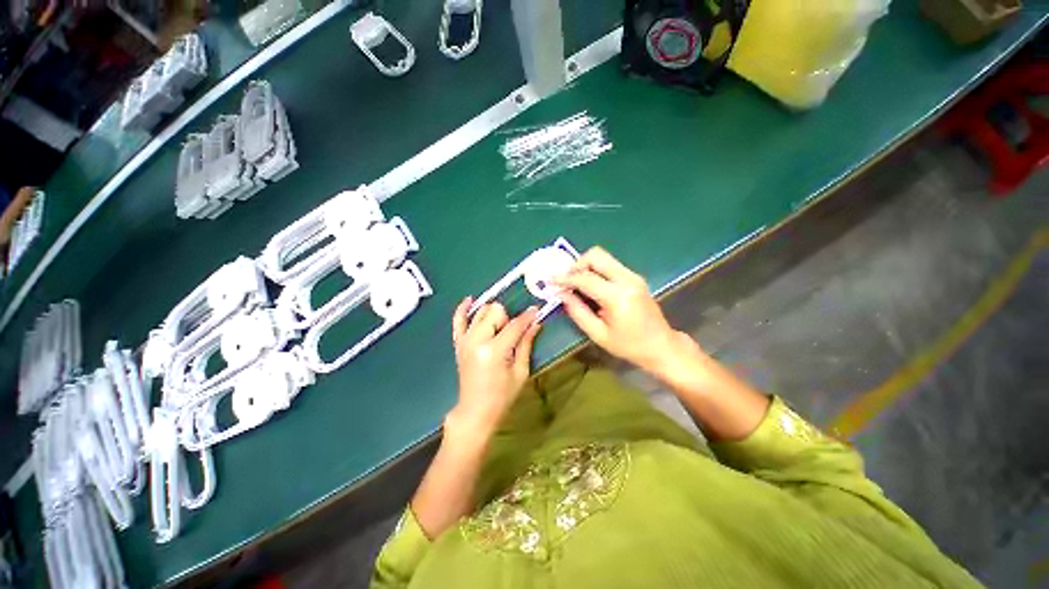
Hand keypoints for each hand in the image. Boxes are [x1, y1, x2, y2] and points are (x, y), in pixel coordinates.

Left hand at [449, 298, 541, 438]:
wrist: (475, 411)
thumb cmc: (502, 396)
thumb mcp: (520, 372)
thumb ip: (526, 344)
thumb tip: (535, 323)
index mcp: (494, 351)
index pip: (514, 325)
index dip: (527, 317)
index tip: (536, 310)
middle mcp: (476, 340)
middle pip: (495, 311)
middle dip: (507, 318)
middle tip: (512, 335)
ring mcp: (465, 340)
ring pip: (481, 311)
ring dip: (493, 315)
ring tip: (499, 330)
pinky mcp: (458, 343)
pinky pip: (458, 319)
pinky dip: (463, 309)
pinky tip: (470, 300)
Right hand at [554, 247, 679, 373]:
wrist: (662, 346)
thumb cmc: (629, 345)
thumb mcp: (598, 334)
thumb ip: (577, 312)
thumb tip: (561, 294)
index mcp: (618, 296)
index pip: (585, 278)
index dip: (565, 278)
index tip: (550, 280)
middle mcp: (627, 279)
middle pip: (596, 255)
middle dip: (576, 264)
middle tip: (566, 280)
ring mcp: (633, 276)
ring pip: (603, 257)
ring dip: (585, 266)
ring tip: (576, 284)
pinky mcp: (635, 277)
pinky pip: (610, 265)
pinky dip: (595, 270)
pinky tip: (590, 286)